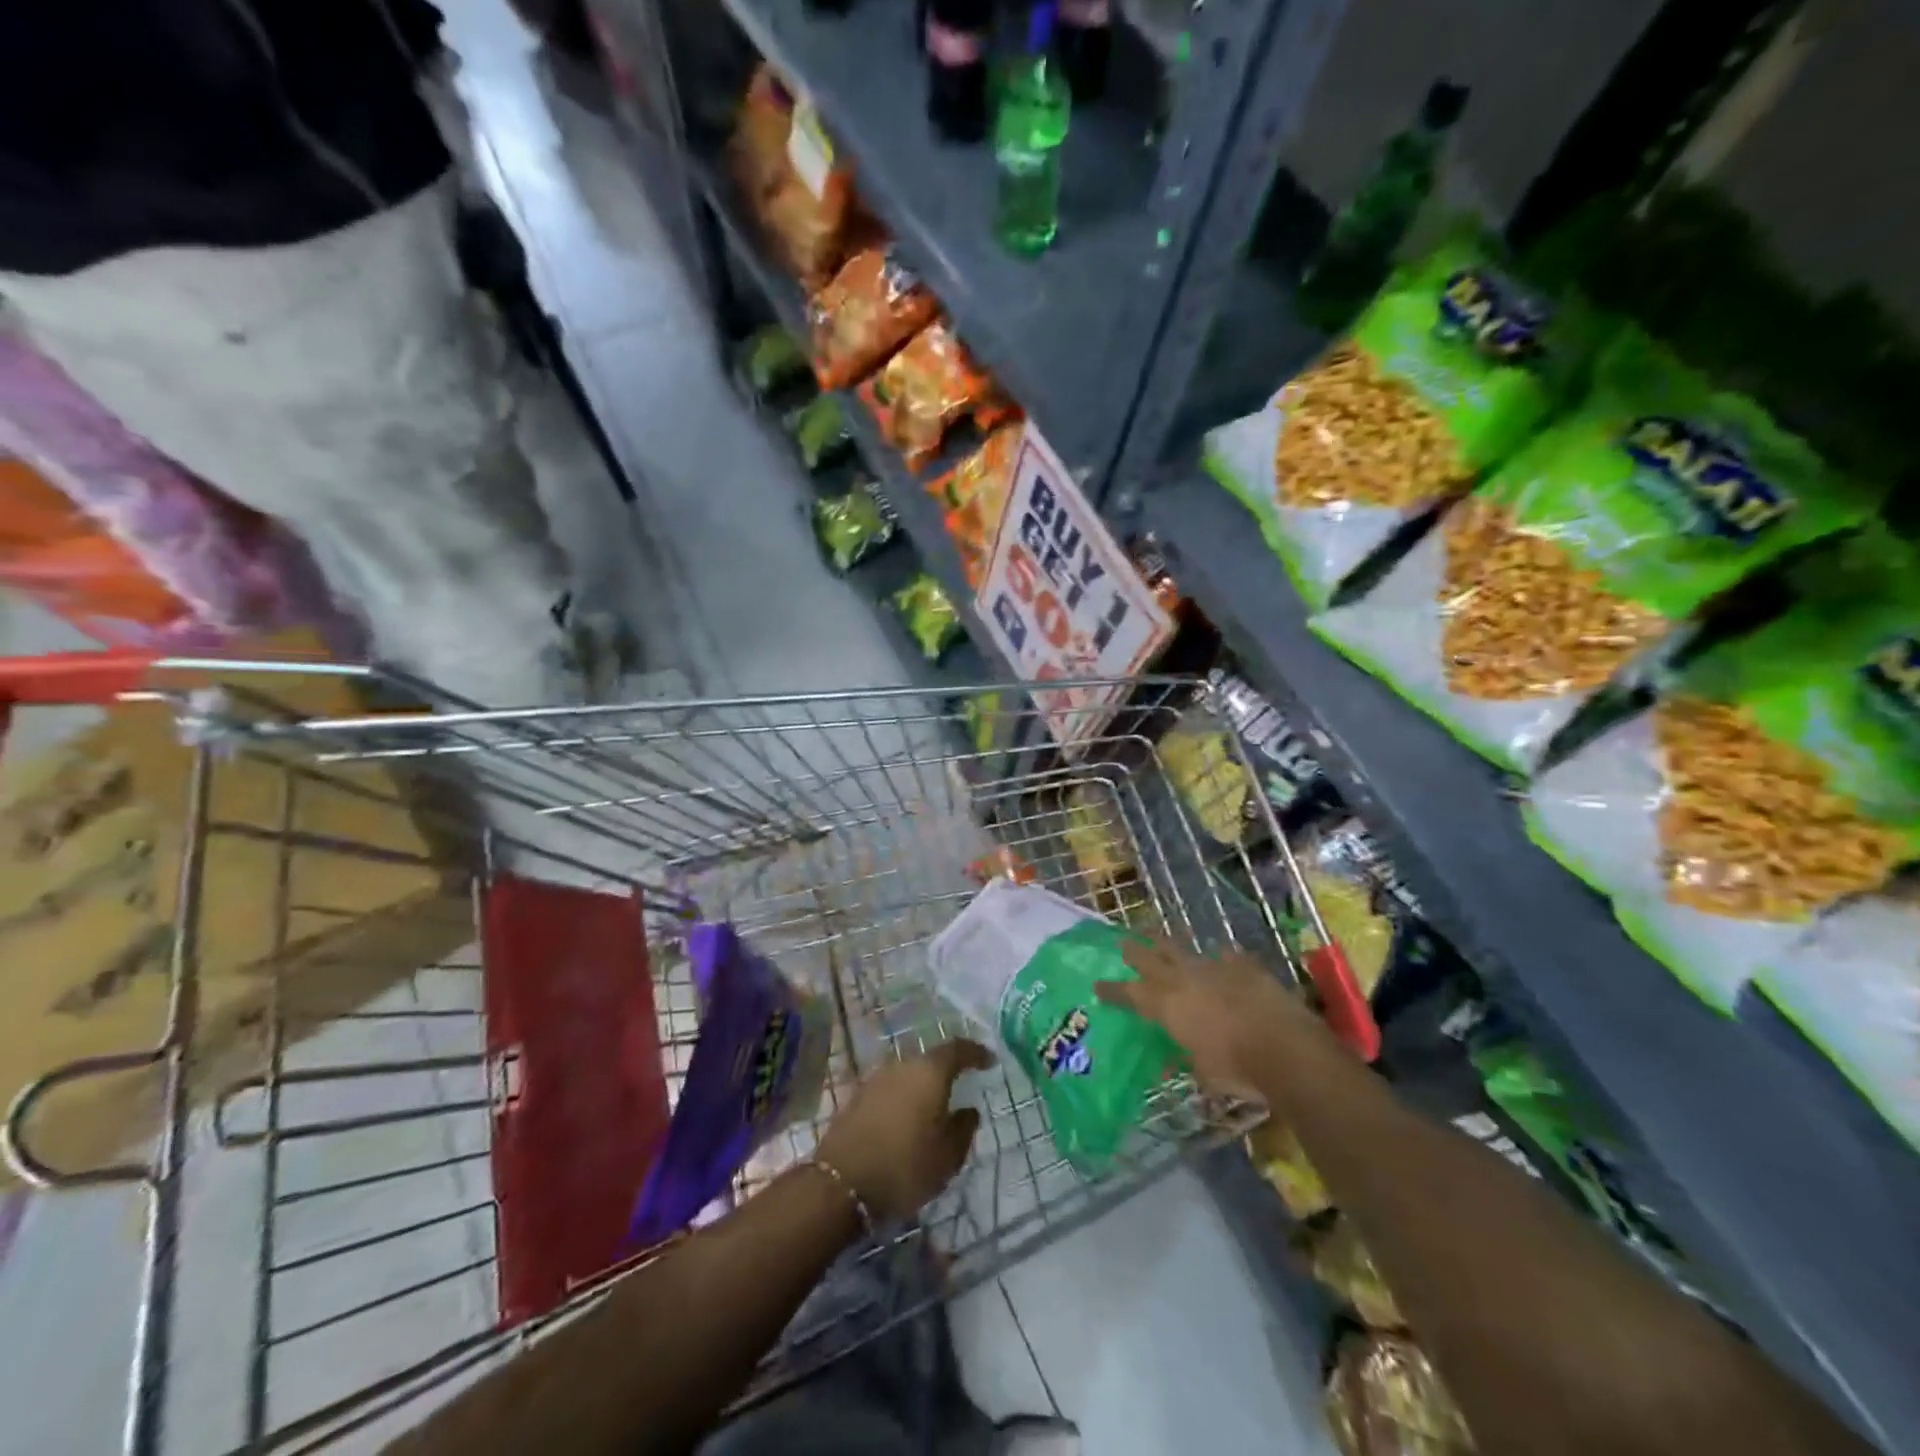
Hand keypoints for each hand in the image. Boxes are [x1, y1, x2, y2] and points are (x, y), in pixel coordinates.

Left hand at [816, 1039, 994, 1221]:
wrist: (841, 1183)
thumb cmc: (904, 1167)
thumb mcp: (947, 1157)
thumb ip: (963, 1129)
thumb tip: (968, 1110)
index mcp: (929, 1072)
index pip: (958, 1049)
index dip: (976, 1053)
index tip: (989, 1061)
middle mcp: (902, 1065)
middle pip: (930, 1059)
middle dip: (947, 1070)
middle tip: (961, 1084)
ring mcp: (876, 1078)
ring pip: (908, 1074)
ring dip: (922, 1086)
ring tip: (933, 1105)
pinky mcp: (858, 1096)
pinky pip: (890, 1089)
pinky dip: (903, 1098)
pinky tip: (906, 1118)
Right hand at [1094, 935, 1316, 1099]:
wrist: (1284, 1047)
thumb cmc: (1236, 1068)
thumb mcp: (1203, 1073)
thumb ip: (1183, 1060)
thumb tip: (1167, 1064)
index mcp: (1168, 1006)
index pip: (1131, 994)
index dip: (1113, 990)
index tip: (1097, 984)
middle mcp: (1185, 980)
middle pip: (1152, 960)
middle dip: (1135, 951)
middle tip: (1123, 943)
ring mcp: (1215, 969)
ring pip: (1184, 950)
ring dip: (1169, 945)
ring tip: (1158, 935)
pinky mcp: (1244, 967)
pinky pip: (1226, 958)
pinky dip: (1220, 959)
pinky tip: (1221, 957)